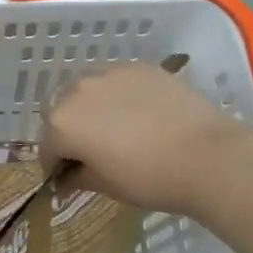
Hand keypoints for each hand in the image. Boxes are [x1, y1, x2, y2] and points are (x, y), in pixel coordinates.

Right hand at [42, 64, 252, 216]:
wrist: (206, 155)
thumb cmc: (148, 178)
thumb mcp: (106, 185)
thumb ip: (77, 177)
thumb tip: (66, 179)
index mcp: (62, 122)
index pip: (47, 145)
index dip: (55, 164)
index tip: (68, 177)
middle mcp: (78, 90)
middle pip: (62, 110)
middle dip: (70, 130)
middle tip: (91, 150)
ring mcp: (110, 73)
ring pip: (89, 90)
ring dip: (92, 107)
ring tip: (115, 127)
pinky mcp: (139, 67)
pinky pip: (117, 81)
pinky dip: (119, 95)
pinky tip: (139, 113)